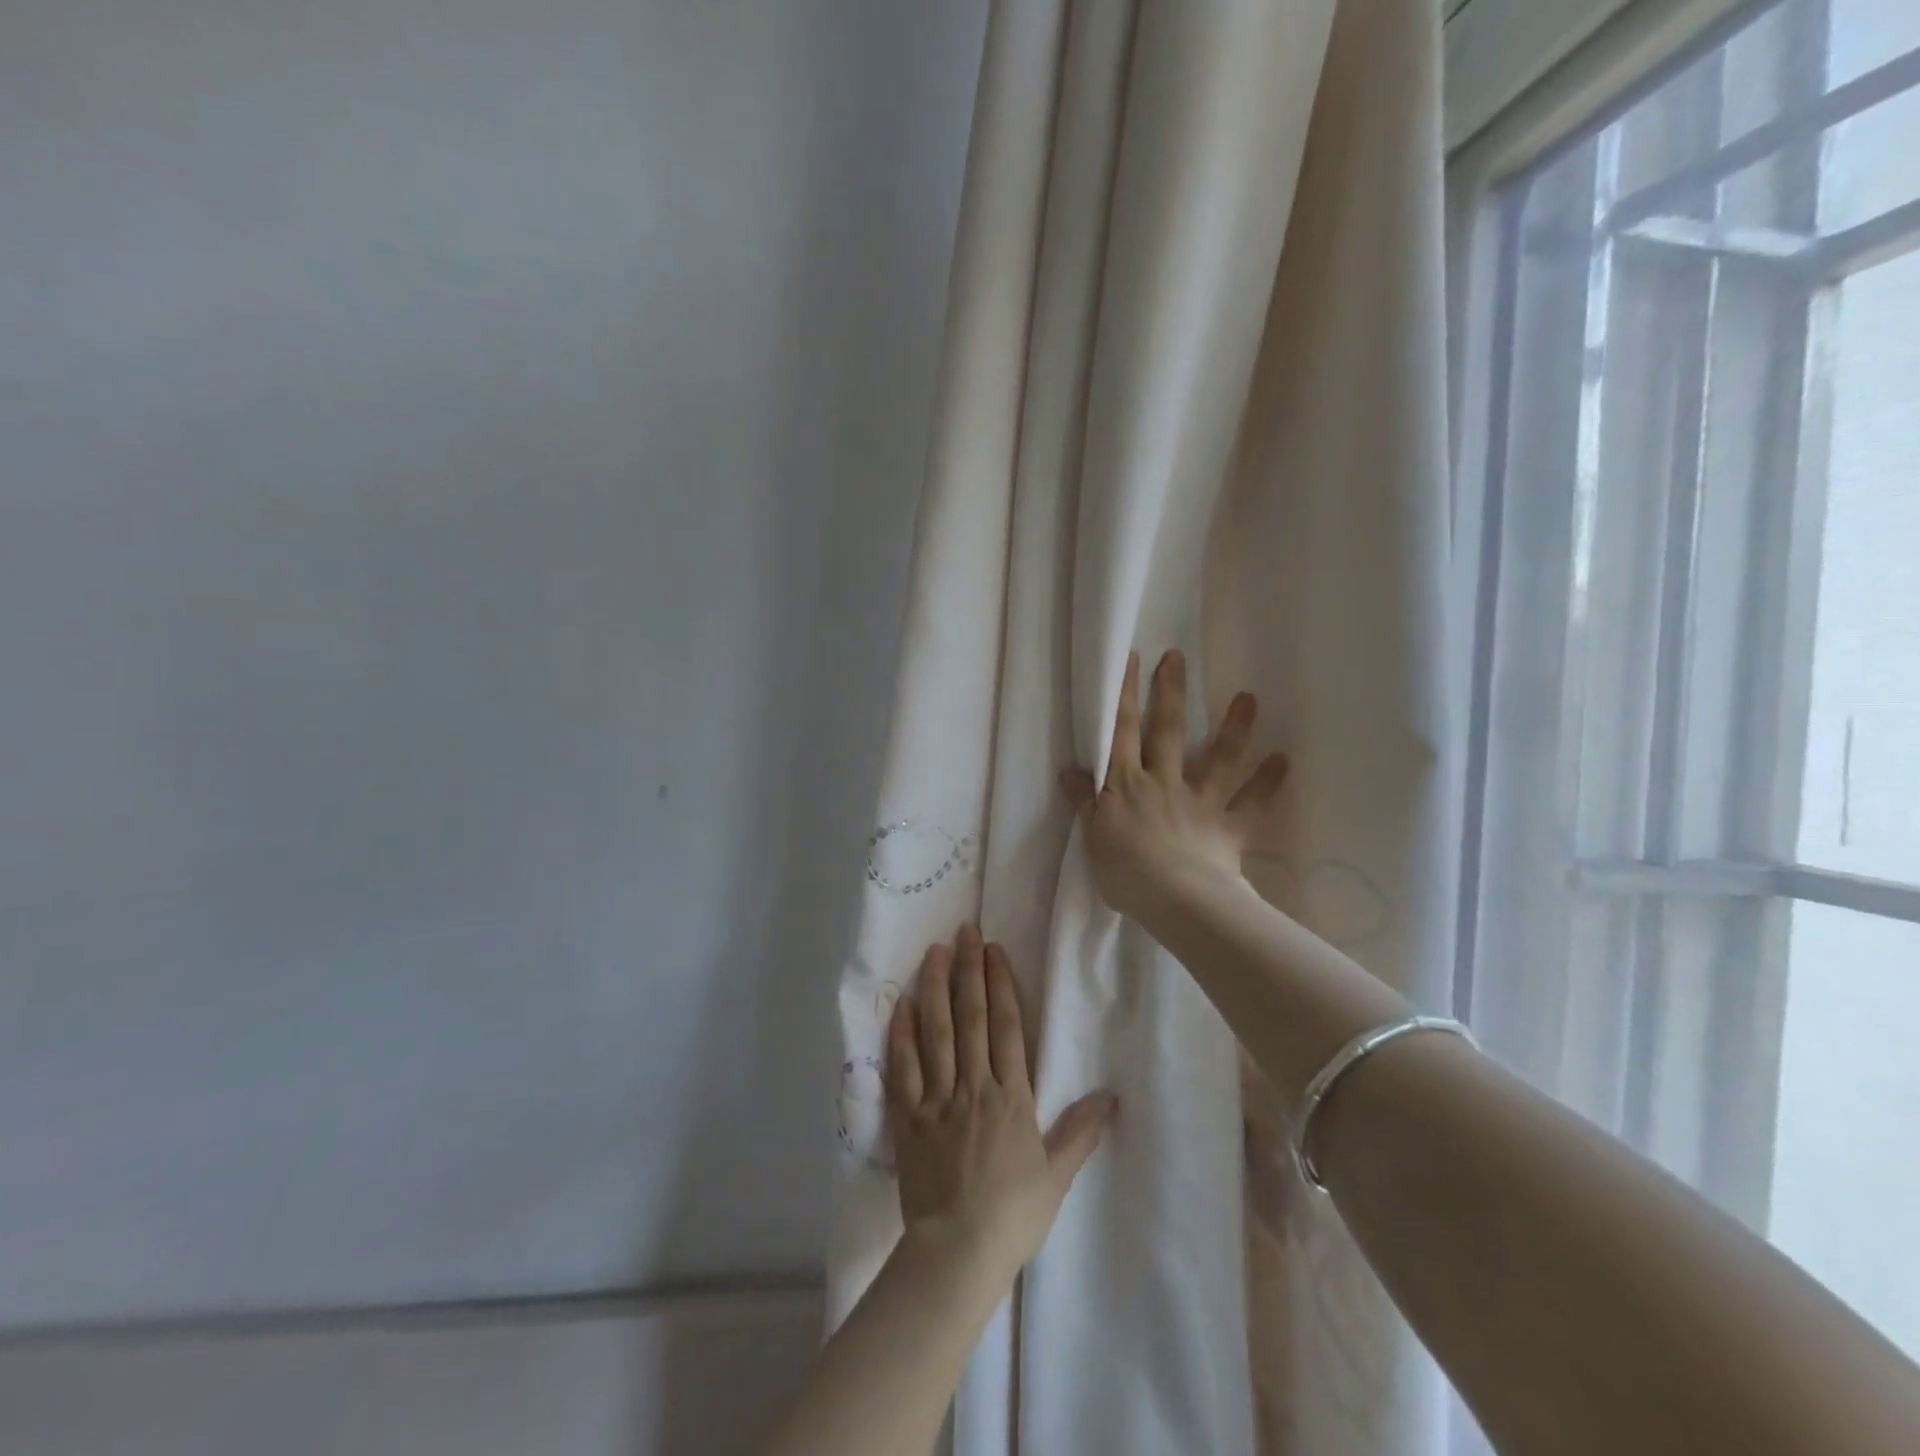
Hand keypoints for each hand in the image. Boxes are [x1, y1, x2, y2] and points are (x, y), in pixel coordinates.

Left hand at [887, 927, 1116, 1274]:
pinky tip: (902, 1003)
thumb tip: (1111, 1096)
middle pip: (971, 1017)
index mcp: (1011, 1097)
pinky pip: (903, 1067)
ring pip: (936, 1031)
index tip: (994, 951)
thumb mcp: (1056, 1175)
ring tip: (934, 951)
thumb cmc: (1012, 1214)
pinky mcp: (908, 1116)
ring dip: (935, 988)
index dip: (1001, 984)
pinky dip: (901, 1033)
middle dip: (968, 970)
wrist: (957, 1252)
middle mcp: (973, 1086)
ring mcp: (937, 1098)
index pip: (1007, 1027)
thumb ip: (1081, 1131)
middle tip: (965, 931)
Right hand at [1060, 649, 1288, 923]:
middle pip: (1168, 731)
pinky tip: (1284, 760)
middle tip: (1177, 657)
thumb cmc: (1125, 871)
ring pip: (1218, 758)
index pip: (1122, 732)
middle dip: (1171, 692)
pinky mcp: (1227, 827)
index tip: (1131, 659)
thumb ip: (1085, 802)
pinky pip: (1250, 803)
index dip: (1125, 695)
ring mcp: (1199, 802)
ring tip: (1247, 698)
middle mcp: (1164, 782)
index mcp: (1127, 785)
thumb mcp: (1092, 836)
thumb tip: (1070, 770)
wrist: (1174, 899)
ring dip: (1234, 728)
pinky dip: (1267, 782)